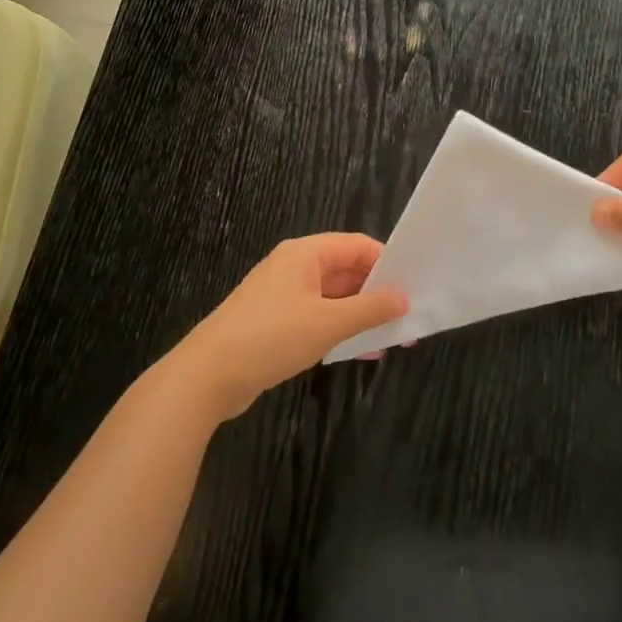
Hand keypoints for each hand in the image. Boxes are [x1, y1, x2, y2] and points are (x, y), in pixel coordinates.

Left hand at [168, 234, 407, 420]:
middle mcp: (295, 267)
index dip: (387, 263)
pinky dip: (341, 328)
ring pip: (334, 296)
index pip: (357, 245)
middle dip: (377, 292)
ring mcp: (283, 294)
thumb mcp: (328, 323)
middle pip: (346, 270)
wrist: (207, 376)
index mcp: (305, 254)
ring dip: (361, 314)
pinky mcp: (276, 322)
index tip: (414, 286)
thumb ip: (369, 309)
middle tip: (409, 316)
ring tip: (393, 338)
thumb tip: (404, 297)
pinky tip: (362, 351)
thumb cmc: (271, 337)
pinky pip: (318, 316)